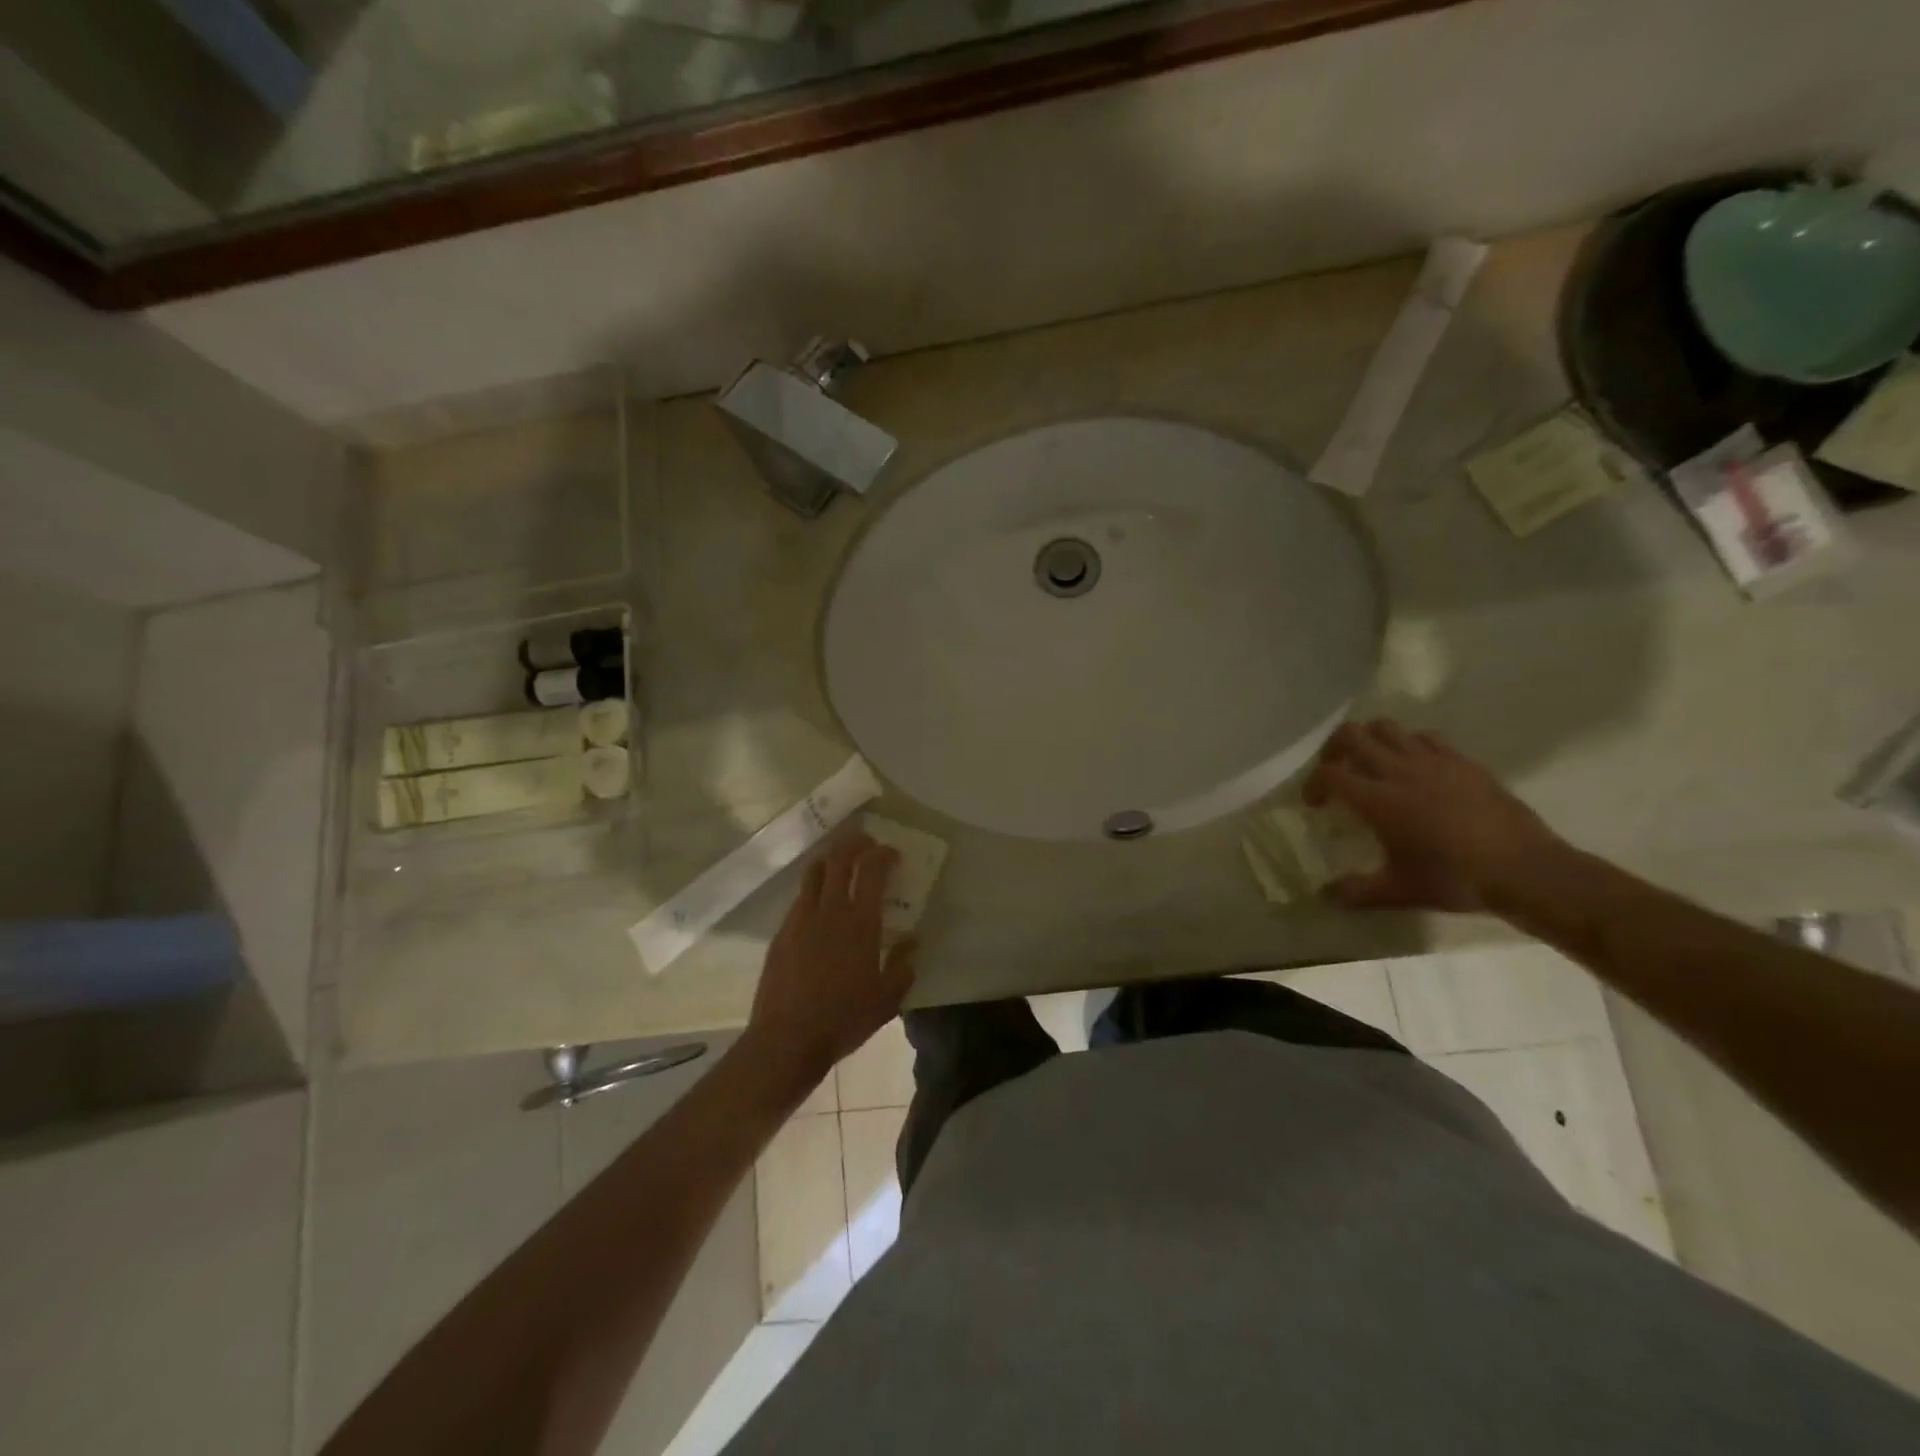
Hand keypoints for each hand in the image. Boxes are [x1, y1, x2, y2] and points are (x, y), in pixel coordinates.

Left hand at [743, 833, 915, 1093]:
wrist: (787, 1038)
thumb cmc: (844, 1019)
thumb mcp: (887, 1000)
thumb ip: (903, 967)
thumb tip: (912, 944)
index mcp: (861, 923)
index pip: (872, 870)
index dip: (883, 854)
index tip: (893, 853)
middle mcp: (830, 911)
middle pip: (840, 859)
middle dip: (855, 843)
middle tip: (866, 842)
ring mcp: (801, 919)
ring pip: (814, 873)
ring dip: (831, 859)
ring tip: (840, 862)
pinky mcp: (781, 933)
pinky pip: (800, 898)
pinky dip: (814, 889)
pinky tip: (819, 904)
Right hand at [1304, 720, 1565, 912]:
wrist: (1526, 870)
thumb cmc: (1456, 880)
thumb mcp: (1399, 892)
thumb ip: (1357, 891)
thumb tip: (1326, 895)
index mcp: (1379, 801)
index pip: (1328, 775)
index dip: (1312, 784)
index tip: (1315, 804)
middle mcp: (1400, 771)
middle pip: (1351, 735)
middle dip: (1333, 750)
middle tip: (1337, 772)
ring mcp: (1434, 761)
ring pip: (1387, 727)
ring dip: (1370, 740)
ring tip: (1372, 764)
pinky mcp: (1463, 762)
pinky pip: (1425, 737)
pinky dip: (1409, 745)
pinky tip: (1415, 768)